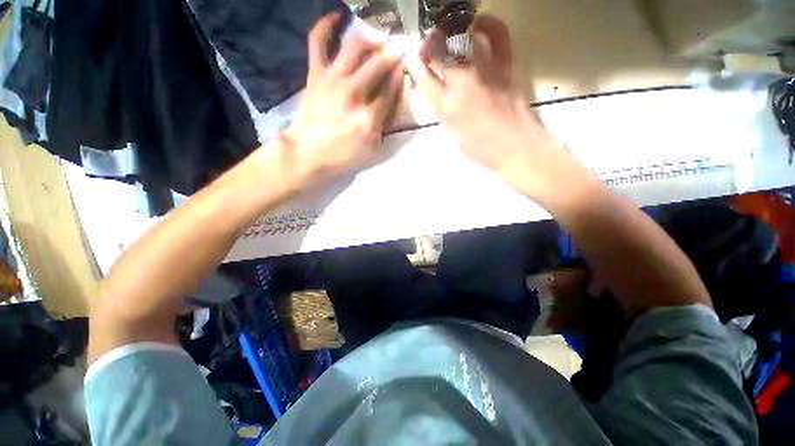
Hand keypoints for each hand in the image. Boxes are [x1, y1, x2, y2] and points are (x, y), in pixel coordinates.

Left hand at [281, 13, 403, 183]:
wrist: (308, 152)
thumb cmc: (342, 155)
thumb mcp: (371, 149)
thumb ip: (384, 126)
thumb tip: (390, 103)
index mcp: (368, 117)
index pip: (390, 91)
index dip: (398, 80)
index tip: (403, 73)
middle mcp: (353, 93)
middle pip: (377, 65)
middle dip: (391, 57)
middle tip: (397, 53)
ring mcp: (332, 80)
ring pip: (355, 48)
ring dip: (371, 41)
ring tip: (378, 41)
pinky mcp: (316, 75)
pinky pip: (318, 43)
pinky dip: (325, 27)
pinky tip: (336, 17)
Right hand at [405, 15, 571, 194]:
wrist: (515, 146)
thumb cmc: (480, 146)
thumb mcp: (451, 134)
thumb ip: (439, 110)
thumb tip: (433, 91)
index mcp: (446, 105)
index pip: (424, 78)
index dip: (416, 66)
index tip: (413, 60)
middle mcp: (462, 81)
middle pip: (439, 53)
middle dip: (428, 45)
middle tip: (426, 46)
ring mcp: (485, 69)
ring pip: (462, 38)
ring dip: (449, 33)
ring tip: (446, 35)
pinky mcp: (506, 63)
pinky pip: (497, 33)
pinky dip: (487, 23)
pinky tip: (477, 24)